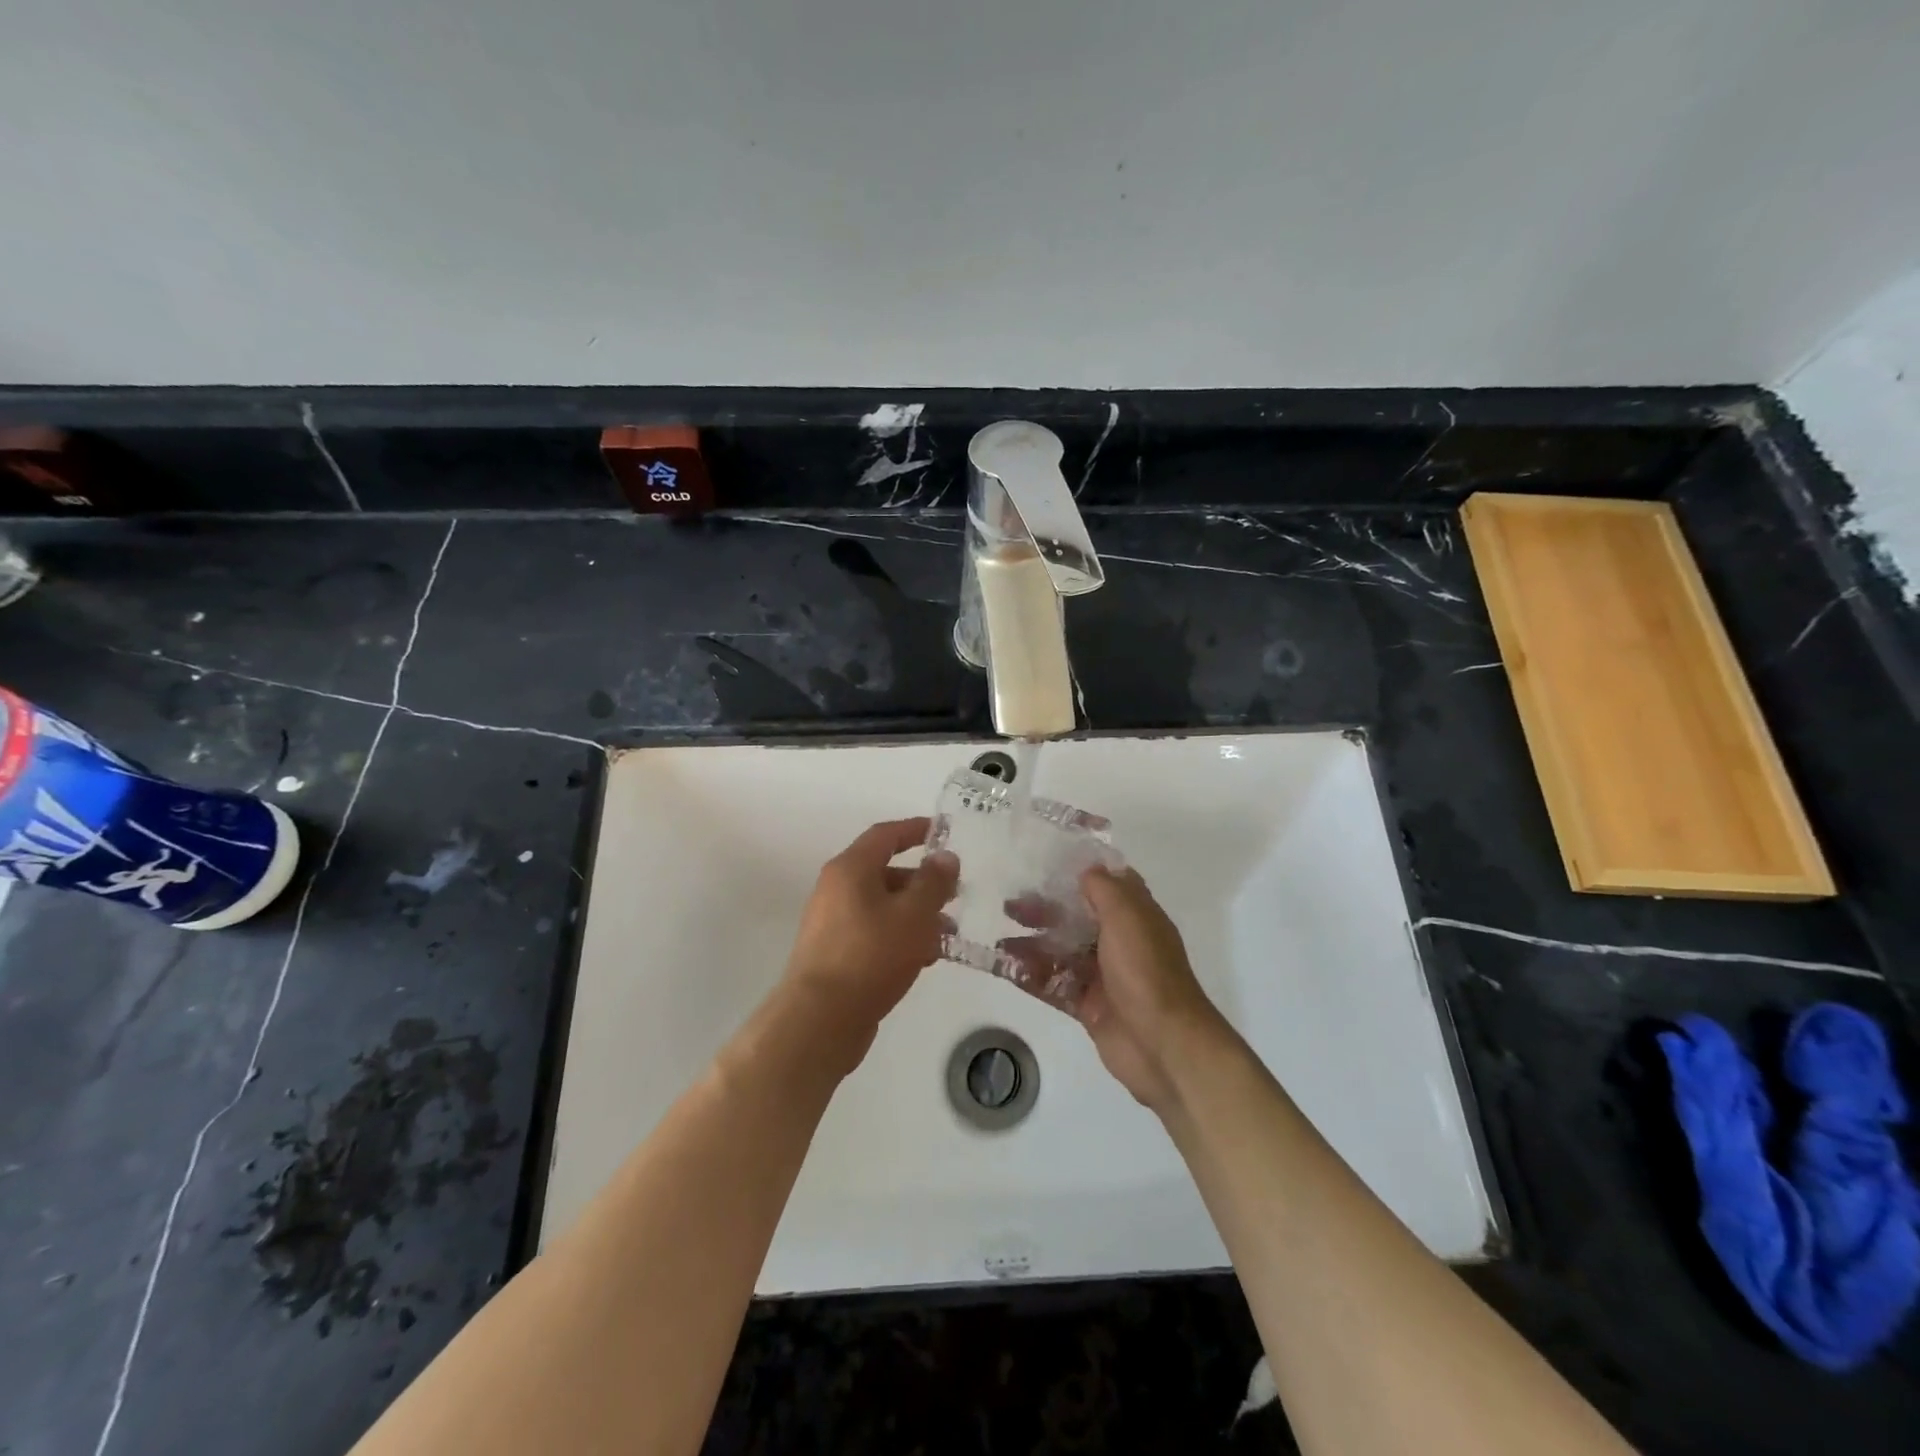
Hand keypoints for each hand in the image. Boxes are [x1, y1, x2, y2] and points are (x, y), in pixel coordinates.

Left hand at [782, 817, 958, 1049]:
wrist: (820, 1019)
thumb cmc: (870, 955)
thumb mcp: (913, 914)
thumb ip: (934, 882)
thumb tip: (945, 857)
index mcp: (850, 869)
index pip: (885, 835)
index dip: (915, 829)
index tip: (943, 832)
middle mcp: (836, 889)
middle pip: (884, 872)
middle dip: (922, 880)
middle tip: (956, 892)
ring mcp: (832, 923)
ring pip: (882, 906)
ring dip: (915, 913)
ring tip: (948, 931)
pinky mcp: (835, 954)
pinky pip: (874, 932)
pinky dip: (900, 936)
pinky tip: (926, 957)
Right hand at [1004, 866, 1223, 1110]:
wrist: (1163, 1045)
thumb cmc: (1146, 971)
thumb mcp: (1127, 917)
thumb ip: (1105, 889)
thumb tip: (1087, 870)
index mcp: (1136, 917)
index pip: (1109, 886)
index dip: (1081, 873)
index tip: (1047, 864)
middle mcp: (1120, 943)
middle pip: (1077, 919)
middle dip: (1045, 910)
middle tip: (1011, 905)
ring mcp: (1104, 977)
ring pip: (1062, 952)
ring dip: (1033, 944)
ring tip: (1001, 941)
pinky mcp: (1089, 1007)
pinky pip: (1055, 986)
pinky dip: (1030, 976)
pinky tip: (1004, 968)